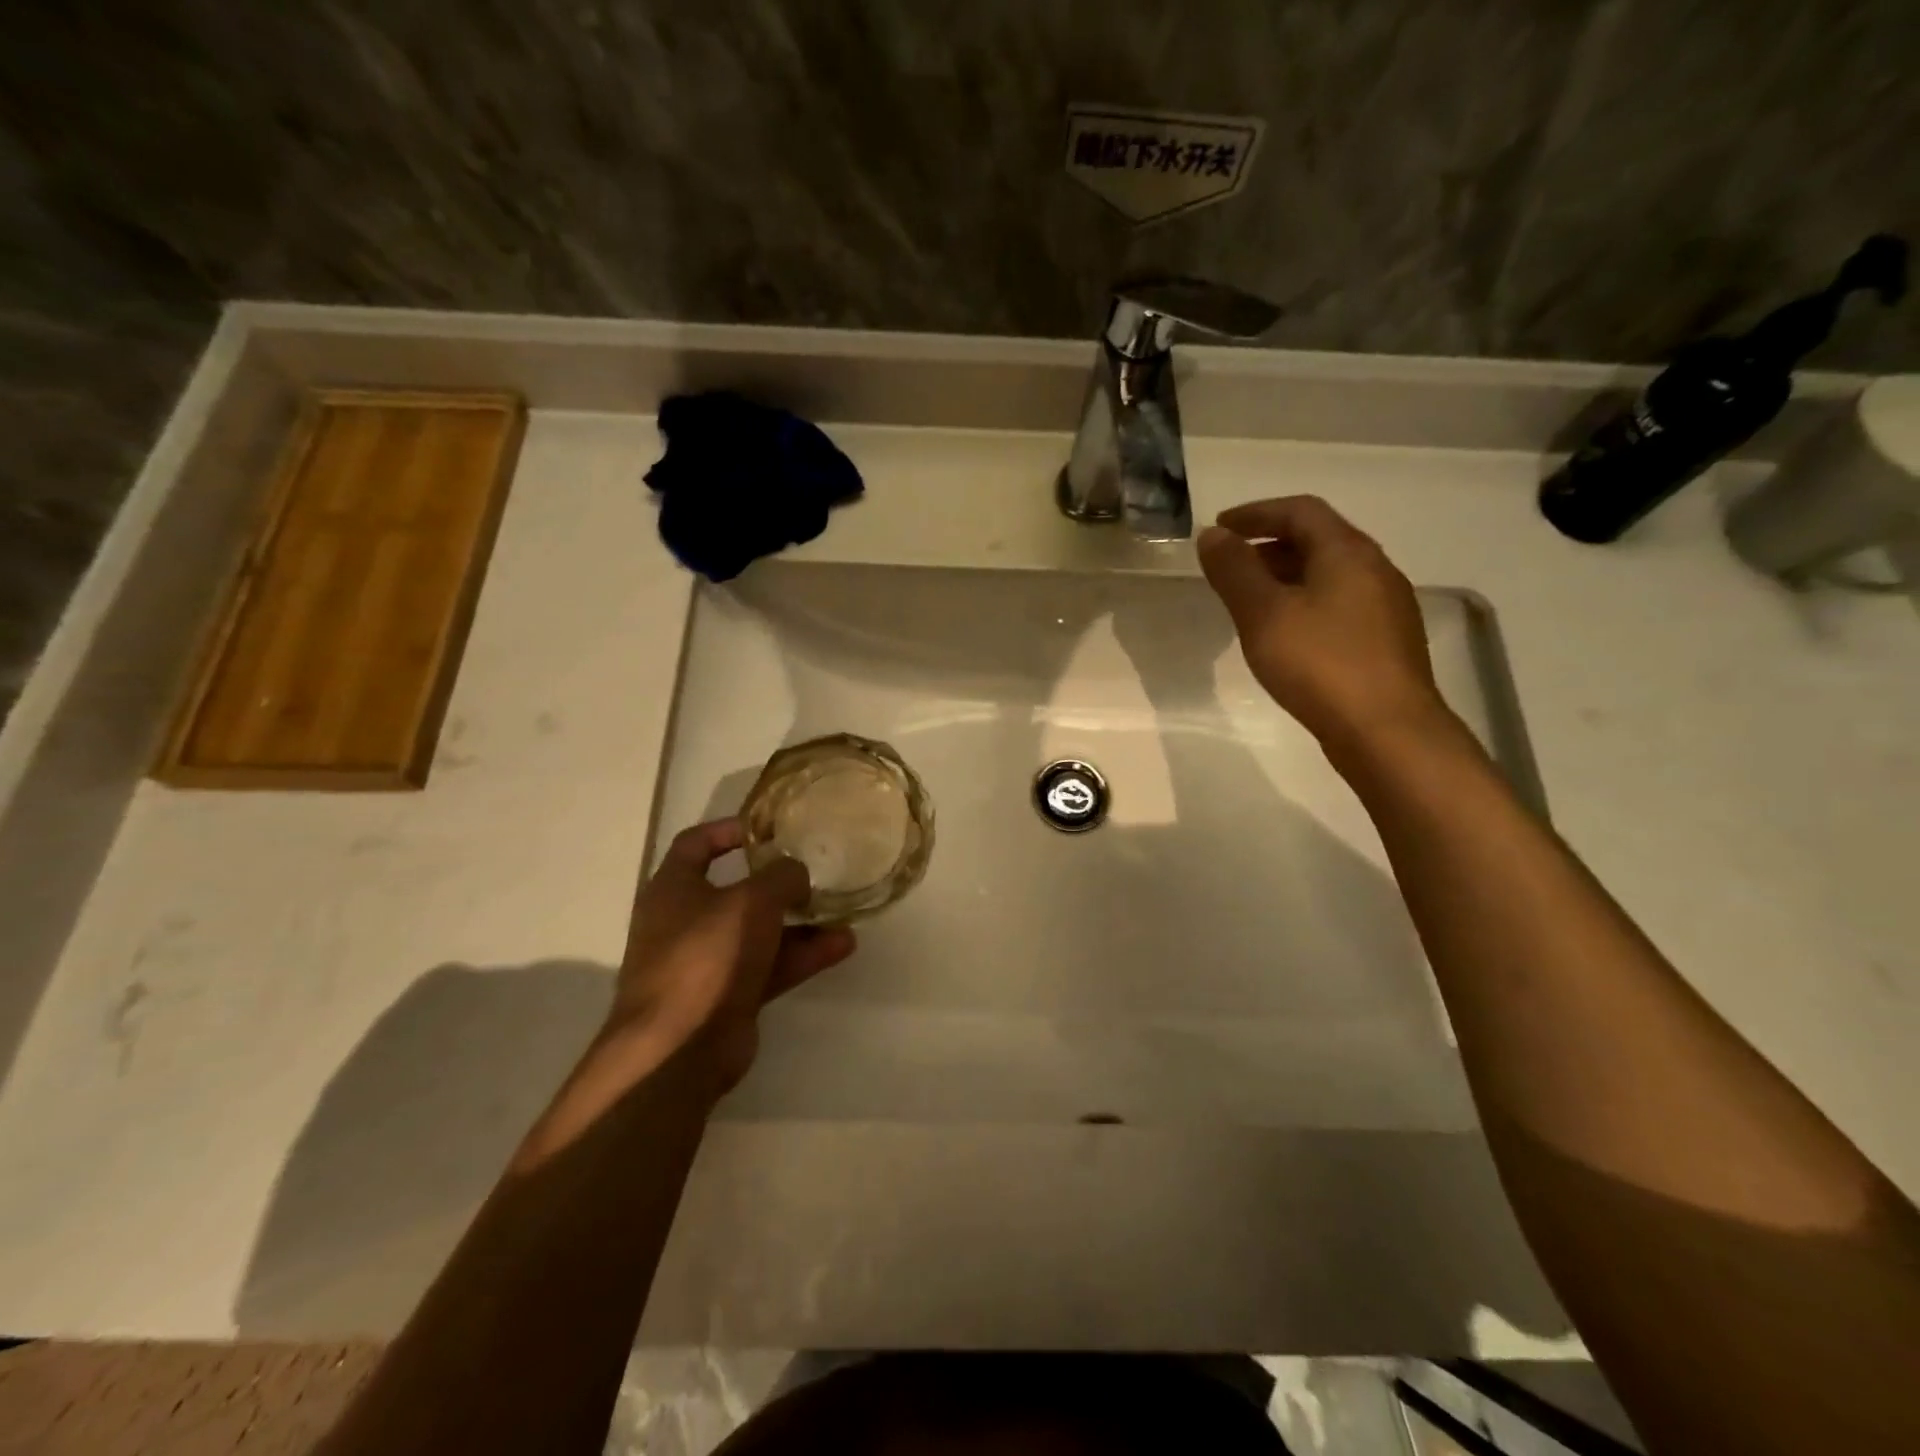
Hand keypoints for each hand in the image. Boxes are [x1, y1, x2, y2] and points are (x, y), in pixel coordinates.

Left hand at [523, 820, 855, 1159]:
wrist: (681, 1047)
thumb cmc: (707, 954)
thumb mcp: (752, 900)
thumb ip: (782, 876)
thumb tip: (796, 873)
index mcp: (673, 888)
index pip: (696, 844)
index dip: (730, 830)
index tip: (769, 828)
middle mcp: (685, 921)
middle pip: (735, 890)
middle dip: (776, 882)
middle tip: (814, 871)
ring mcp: (707, 962)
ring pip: (759, 931)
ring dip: (799, 922)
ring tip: (841, 911)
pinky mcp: (729, 996)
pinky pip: (771, 965)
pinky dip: (803, 955)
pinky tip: (842, 946)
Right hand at [1197, 496, 1451, 754]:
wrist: (1386, 730)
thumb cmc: (1320, 664)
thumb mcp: (1263, 614)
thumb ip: (1235, 571)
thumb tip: (1213, 535)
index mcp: (1347, 552)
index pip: (1299, 511)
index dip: (1256, 513)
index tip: (1219, 528)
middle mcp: (1374, 569)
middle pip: (1318, 540)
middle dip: (1269, 545)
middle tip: (1230, 566)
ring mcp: (1386, 607)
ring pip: (1329, 575)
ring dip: (1287, 576)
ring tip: (1251, 601)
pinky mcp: (1385, 641)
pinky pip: (1338, 604)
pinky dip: (1304, 603)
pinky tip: (1286, 635)